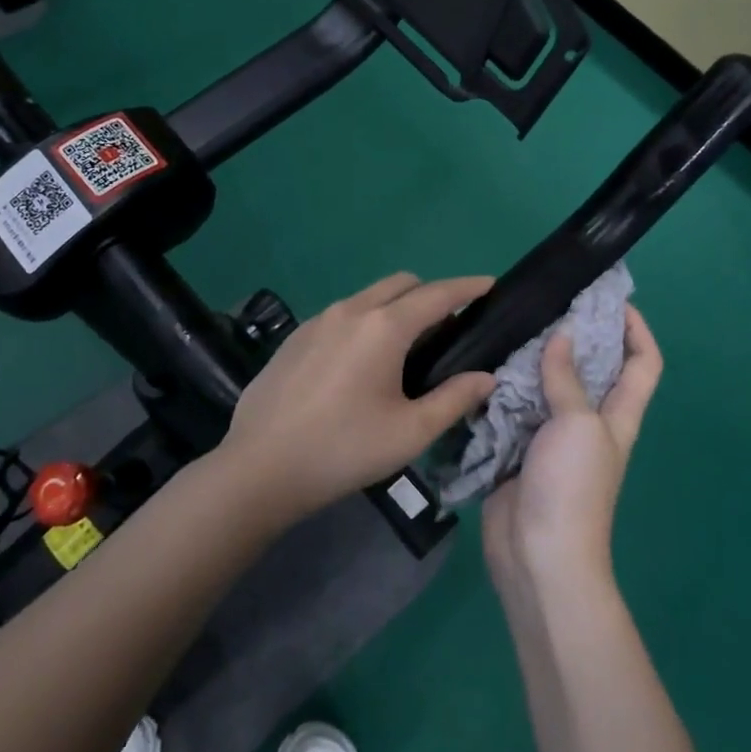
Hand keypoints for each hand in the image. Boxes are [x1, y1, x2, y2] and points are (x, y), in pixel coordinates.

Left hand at [220, 273, 497, 522]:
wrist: (261, 468)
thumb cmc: (344, 450)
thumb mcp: (410, 432)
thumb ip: (454, 399)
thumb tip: (486, 378)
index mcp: (384, 327)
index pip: (437, 294)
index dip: (468, 287)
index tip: (490, 285)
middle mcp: (350, 310)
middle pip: (401, 284)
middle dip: (431, 294)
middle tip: (448, 329)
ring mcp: (317, 320)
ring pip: (368, 297)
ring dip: (395, 307)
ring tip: (405, 348)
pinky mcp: (294, 337)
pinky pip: (342, 315)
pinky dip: (365, 322)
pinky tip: (360, 363)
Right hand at [483, 305, 661, 596]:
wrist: (538, 553)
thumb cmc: (572, 486)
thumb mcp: (577, 425)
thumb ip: (567, 379)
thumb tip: (562, 335)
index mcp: (618, 415)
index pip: (644, 363)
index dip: (637, 330)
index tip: (611, 300)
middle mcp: (589, 421)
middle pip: (593, 369)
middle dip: (578, 335)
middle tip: (547, 304)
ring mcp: (552, 437)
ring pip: (549, 386)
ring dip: (535, 359)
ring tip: (511, 327)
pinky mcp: (519, 450)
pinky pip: (515, 409)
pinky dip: (504, 388)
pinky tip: (484, 367)